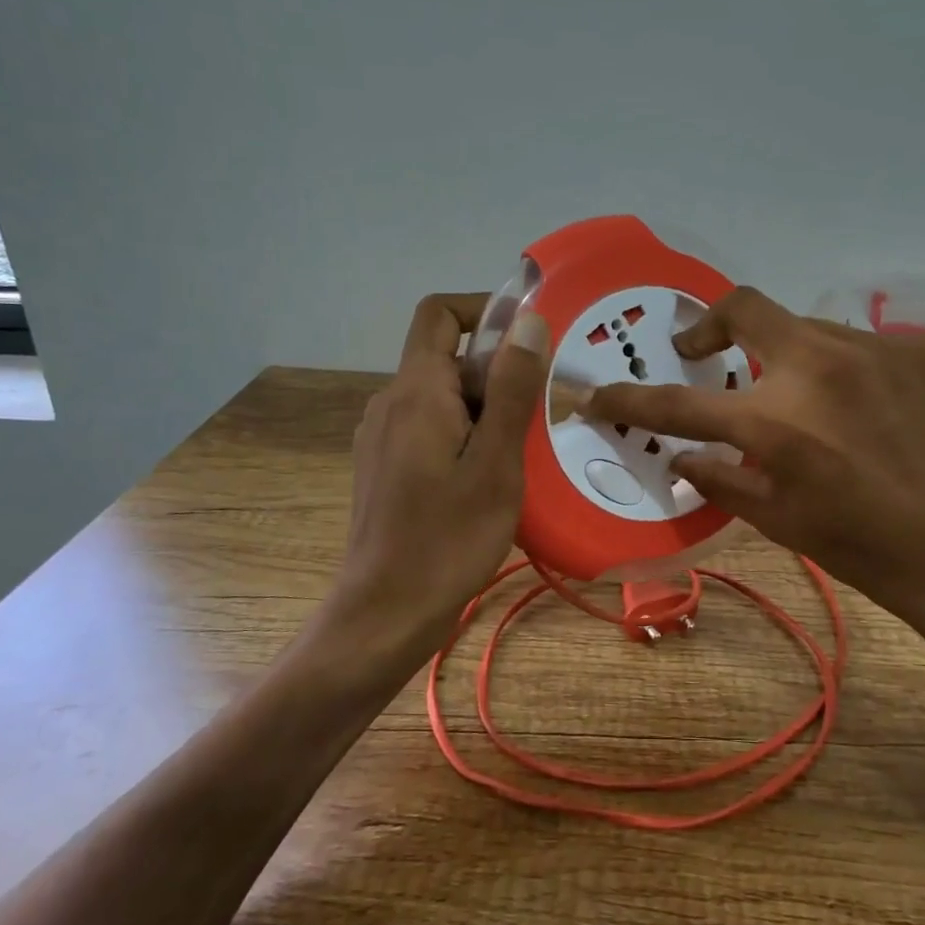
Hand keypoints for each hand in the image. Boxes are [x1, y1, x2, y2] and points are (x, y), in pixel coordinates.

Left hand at [337, 294, 548, 638]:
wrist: (385, 614)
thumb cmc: (448, 538)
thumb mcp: (496, 462)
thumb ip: (511, 388)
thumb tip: (527, 321)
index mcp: (416, 391)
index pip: (441, 313)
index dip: (485, 310)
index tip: (530, 342)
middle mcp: (390, 404)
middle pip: (449, 360)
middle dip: (499, 376)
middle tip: (542, 419)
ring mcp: (382, 438)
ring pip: (444, 399)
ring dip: (487, 411)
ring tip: (523, 454)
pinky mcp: (385, 468)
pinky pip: (432, 430)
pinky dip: (467, 437)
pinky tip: (491, 479)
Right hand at [585, 288, 924, 677]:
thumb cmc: (867, 550)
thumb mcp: (781, 522)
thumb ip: (722, 478)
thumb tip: (684, 453)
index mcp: (776, 423)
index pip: (678, 403)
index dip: (629, 399)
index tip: (599, 394)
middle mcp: (820, 367)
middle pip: (743, 306)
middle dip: (708, 326)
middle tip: (703, 354)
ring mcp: (877, 349)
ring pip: (807, 329)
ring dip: (788, 358)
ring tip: (806, 403)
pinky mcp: (924, 351)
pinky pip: (863, 347)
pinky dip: (846, 372)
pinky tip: (868, 412)